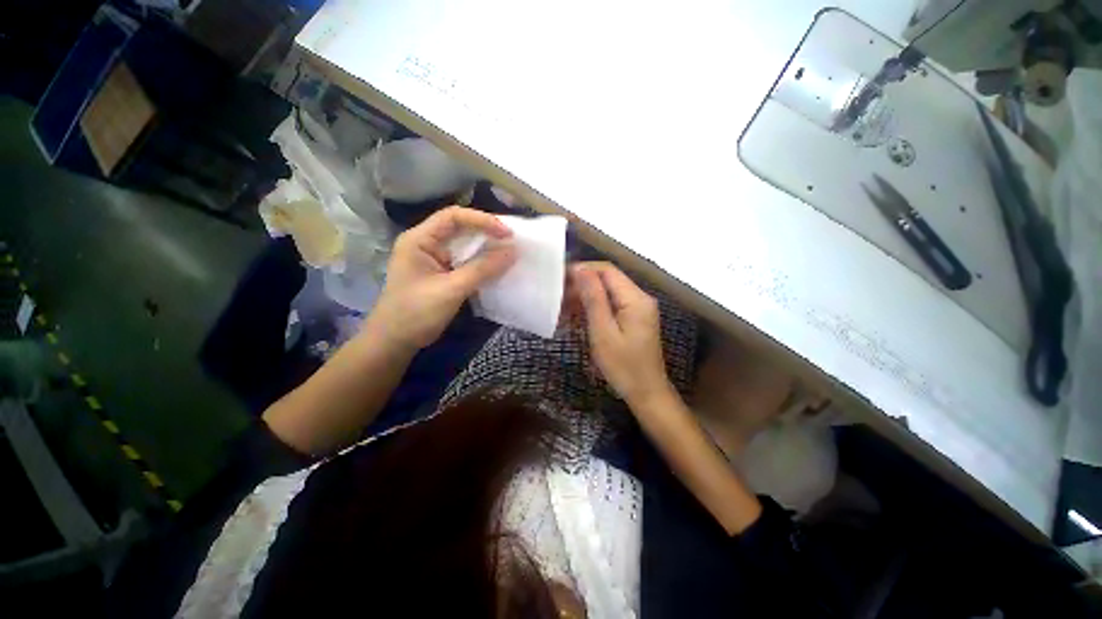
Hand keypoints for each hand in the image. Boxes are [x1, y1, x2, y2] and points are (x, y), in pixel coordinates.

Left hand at [368, 207, 515, 350]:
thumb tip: (512, 251)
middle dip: (486, 232)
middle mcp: (426, 244)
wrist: (395, 342)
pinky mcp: (442, 273)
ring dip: (486, 248)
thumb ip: (482, 269)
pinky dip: (482, 262)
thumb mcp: (451, 289)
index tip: (507, 233)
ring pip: (464, 245)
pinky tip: (496, 267)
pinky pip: (465, 261)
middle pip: (460, 228)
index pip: (453, 216)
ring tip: (509, 252)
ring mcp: (434, 259)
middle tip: (512, 241)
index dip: (482, 220)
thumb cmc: (416, 313)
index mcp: (420, 240)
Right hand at [572, 262, 673, 407]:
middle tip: (556, 296)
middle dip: (581, 285)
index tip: (559, 278)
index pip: (607, 270)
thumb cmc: (623, 366)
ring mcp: (638, 308)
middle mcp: (640, 297)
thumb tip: (581, 269)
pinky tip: (575, 316)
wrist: (646, 393)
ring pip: (607, 292)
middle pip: (608, 280)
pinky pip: (611, 305)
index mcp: (635, 298)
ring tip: (561, 307)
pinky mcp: (633, 318)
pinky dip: (593, 308)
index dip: (582, 270)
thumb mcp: (603, 332)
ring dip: (585, 297)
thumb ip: (593, 299)